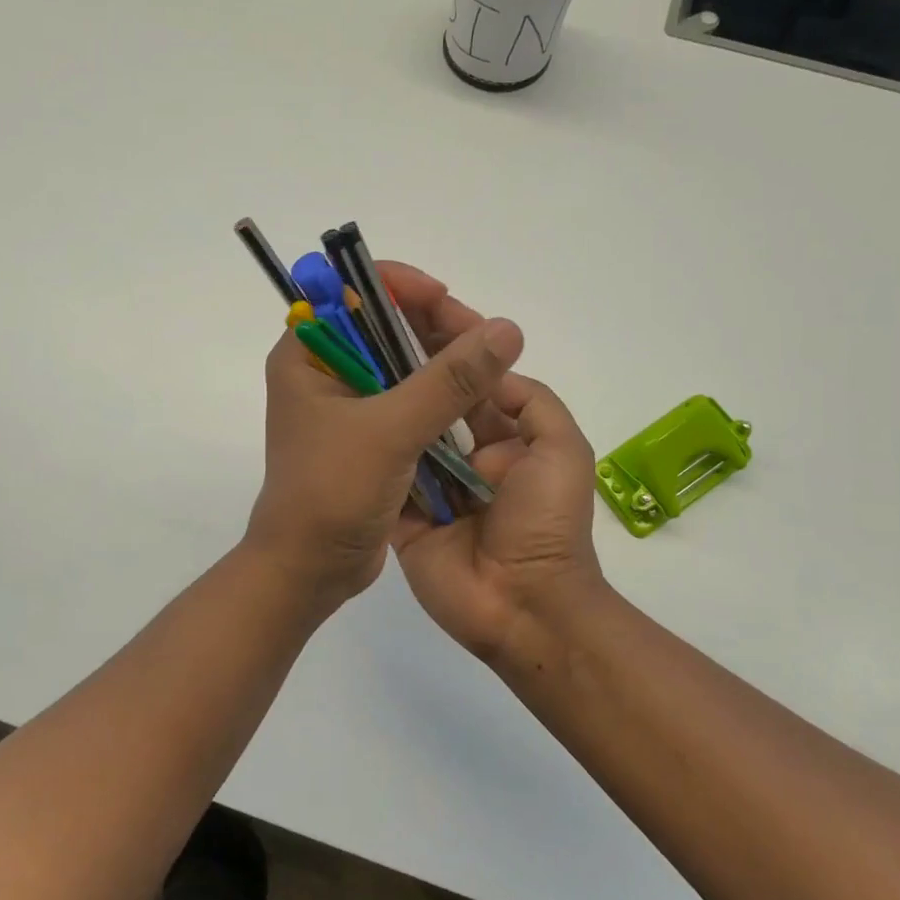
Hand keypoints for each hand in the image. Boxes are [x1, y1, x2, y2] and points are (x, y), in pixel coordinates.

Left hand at [244, 286, 524, 610]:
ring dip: (446, 363)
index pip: (352, 292)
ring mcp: (349, 403)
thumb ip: (448, 381)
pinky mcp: (370, 434)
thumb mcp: (390, 431)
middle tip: (485, 344)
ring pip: (405, 362)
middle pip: (386, 324)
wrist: (310, 569)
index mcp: (307, 355)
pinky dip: (443, 396)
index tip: (446, 301)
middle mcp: (326, 370)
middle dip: (436, 327)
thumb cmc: (332, 492)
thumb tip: (506, 329)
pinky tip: (476, 403)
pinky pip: (412, 399)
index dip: (401, 287)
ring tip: (491, 372)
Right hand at [380, 264, 606, 663]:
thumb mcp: (560, 448)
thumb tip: (487, 362)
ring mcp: (430, 480)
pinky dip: (367, 443)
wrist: (523, 606)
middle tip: (366, 312)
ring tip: (345, 347)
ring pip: (403, 424)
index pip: (471, 367)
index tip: (414, 293)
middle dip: (404, 350)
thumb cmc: (546, 524)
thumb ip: (529, 399)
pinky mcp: (403, 511)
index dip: (446, 327)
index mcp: (503, 431)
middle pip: (431, 389)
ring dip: (380, 388)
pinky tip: (338, 406)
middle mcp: (464, 449)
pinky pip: (384, 470)